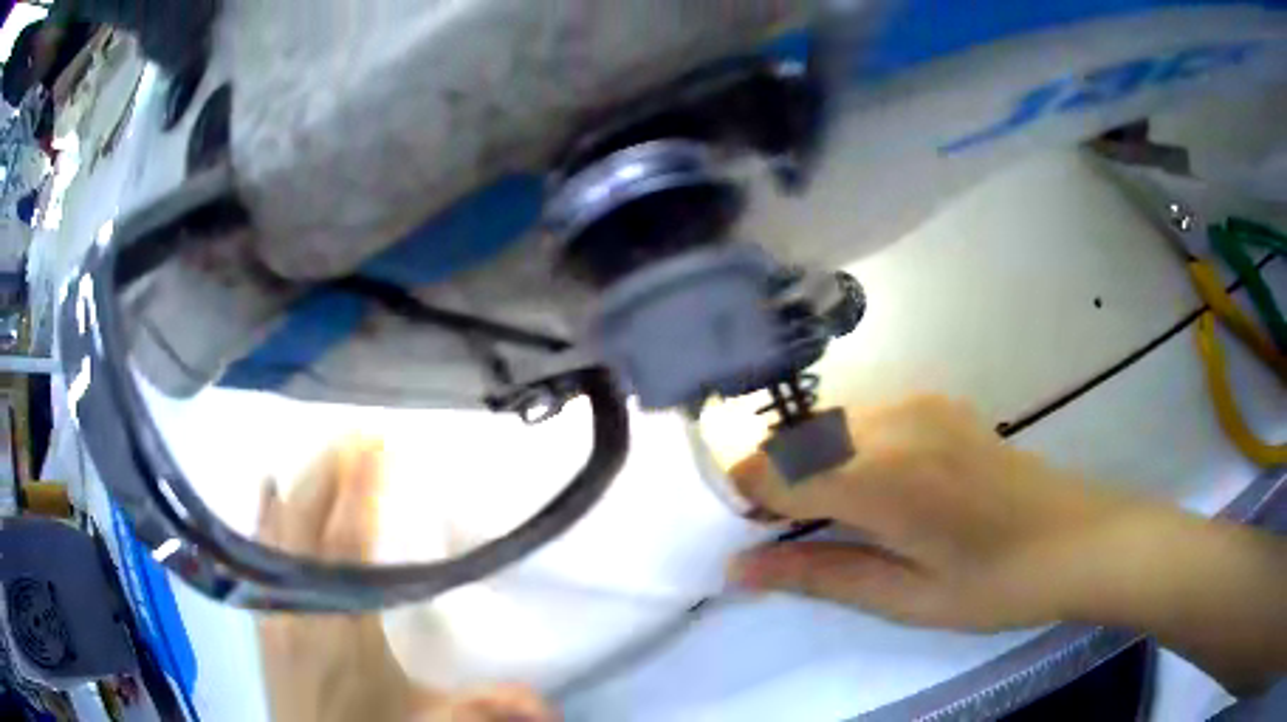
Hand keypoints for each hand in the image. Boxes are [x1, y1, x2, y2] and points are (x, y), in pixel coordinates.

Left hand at [257, 438, 557, 721]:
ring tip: (322, 447)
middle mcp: (301, 604)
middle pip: (311, 524)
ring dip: (302, 484)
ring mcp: (273, 606)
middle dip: (332, 473)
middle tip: (356, 432)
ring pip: (280, 531)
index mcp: (344, 626)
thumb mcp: (433, 721)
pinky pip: (258, 551)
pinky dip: (264, 514)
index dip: (361, 491)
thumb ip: (487, 708)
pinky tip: (267, 486)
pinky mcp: (261, 615)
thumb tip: (551, 702)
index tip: (378, 445)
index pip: (348, 542)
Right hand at [727, 396, 1143, 630]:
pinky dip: (845, 452)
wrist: (1078, 538)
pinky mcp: (938, 403)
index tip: (750, 535)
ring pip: (828, 425)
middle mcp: (896, 421)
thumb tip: (739, 570)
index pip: (776, 467)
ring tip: (834, 520)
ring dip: (809, 467)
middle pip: (796, 439)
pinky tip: (877, 492)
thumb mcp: (906, 598)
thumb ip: (820, 574)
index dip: (747, 497)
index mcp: (888, 477)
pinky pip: (864, 420)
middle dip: (774, 483)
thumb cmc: (997, 584)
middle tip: (790, 537)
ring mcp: (921, 404)